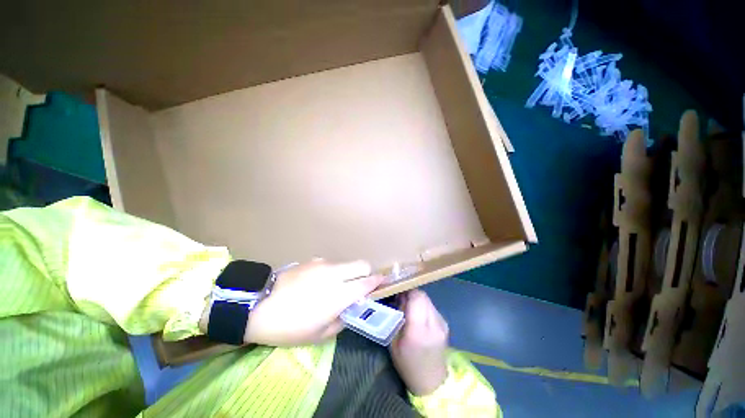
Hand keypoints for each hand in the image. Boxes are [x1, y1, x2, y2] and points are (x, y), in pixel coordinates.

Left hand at [201, 259, 382, 346]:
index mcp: (339, 294)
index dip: (378, 282)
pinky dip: (334, 272)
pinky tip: (319, 283)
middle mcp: (335, 274)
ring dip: (349, 273)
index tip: (383, 283)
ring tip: (335, 288)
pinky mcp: (313, 260)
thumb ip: (342, 320)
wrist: (257, 304)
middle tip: (360, 286)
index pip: (367, 282)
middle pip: (362, 264)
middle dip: (367, 273)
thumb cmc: (288, 326)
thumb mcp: (318, 335)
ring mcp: (323, 264)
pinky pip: (331, 264)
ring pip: (347, 263)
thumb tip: (351, 309)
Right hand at [390, 290, 449, 395]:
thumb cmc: (407, 363)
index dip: (406, 292)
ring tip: (409, 308)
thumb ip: (397, 317)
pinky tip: (418, 316)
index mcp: (419, 330)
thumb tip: (399, 297)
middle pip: (423, 296)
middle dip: (411, 294)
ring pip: (427, 299)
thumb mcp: (394, 342)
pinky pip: (431, 307)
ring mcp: (442, 323)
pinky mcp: (445, 324)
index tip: (398, 293)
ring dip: (417, 300)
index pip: (417, 297)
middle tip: (401, 300)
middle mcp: (434, 324)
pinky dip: (423, 306)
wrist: (431, 381)